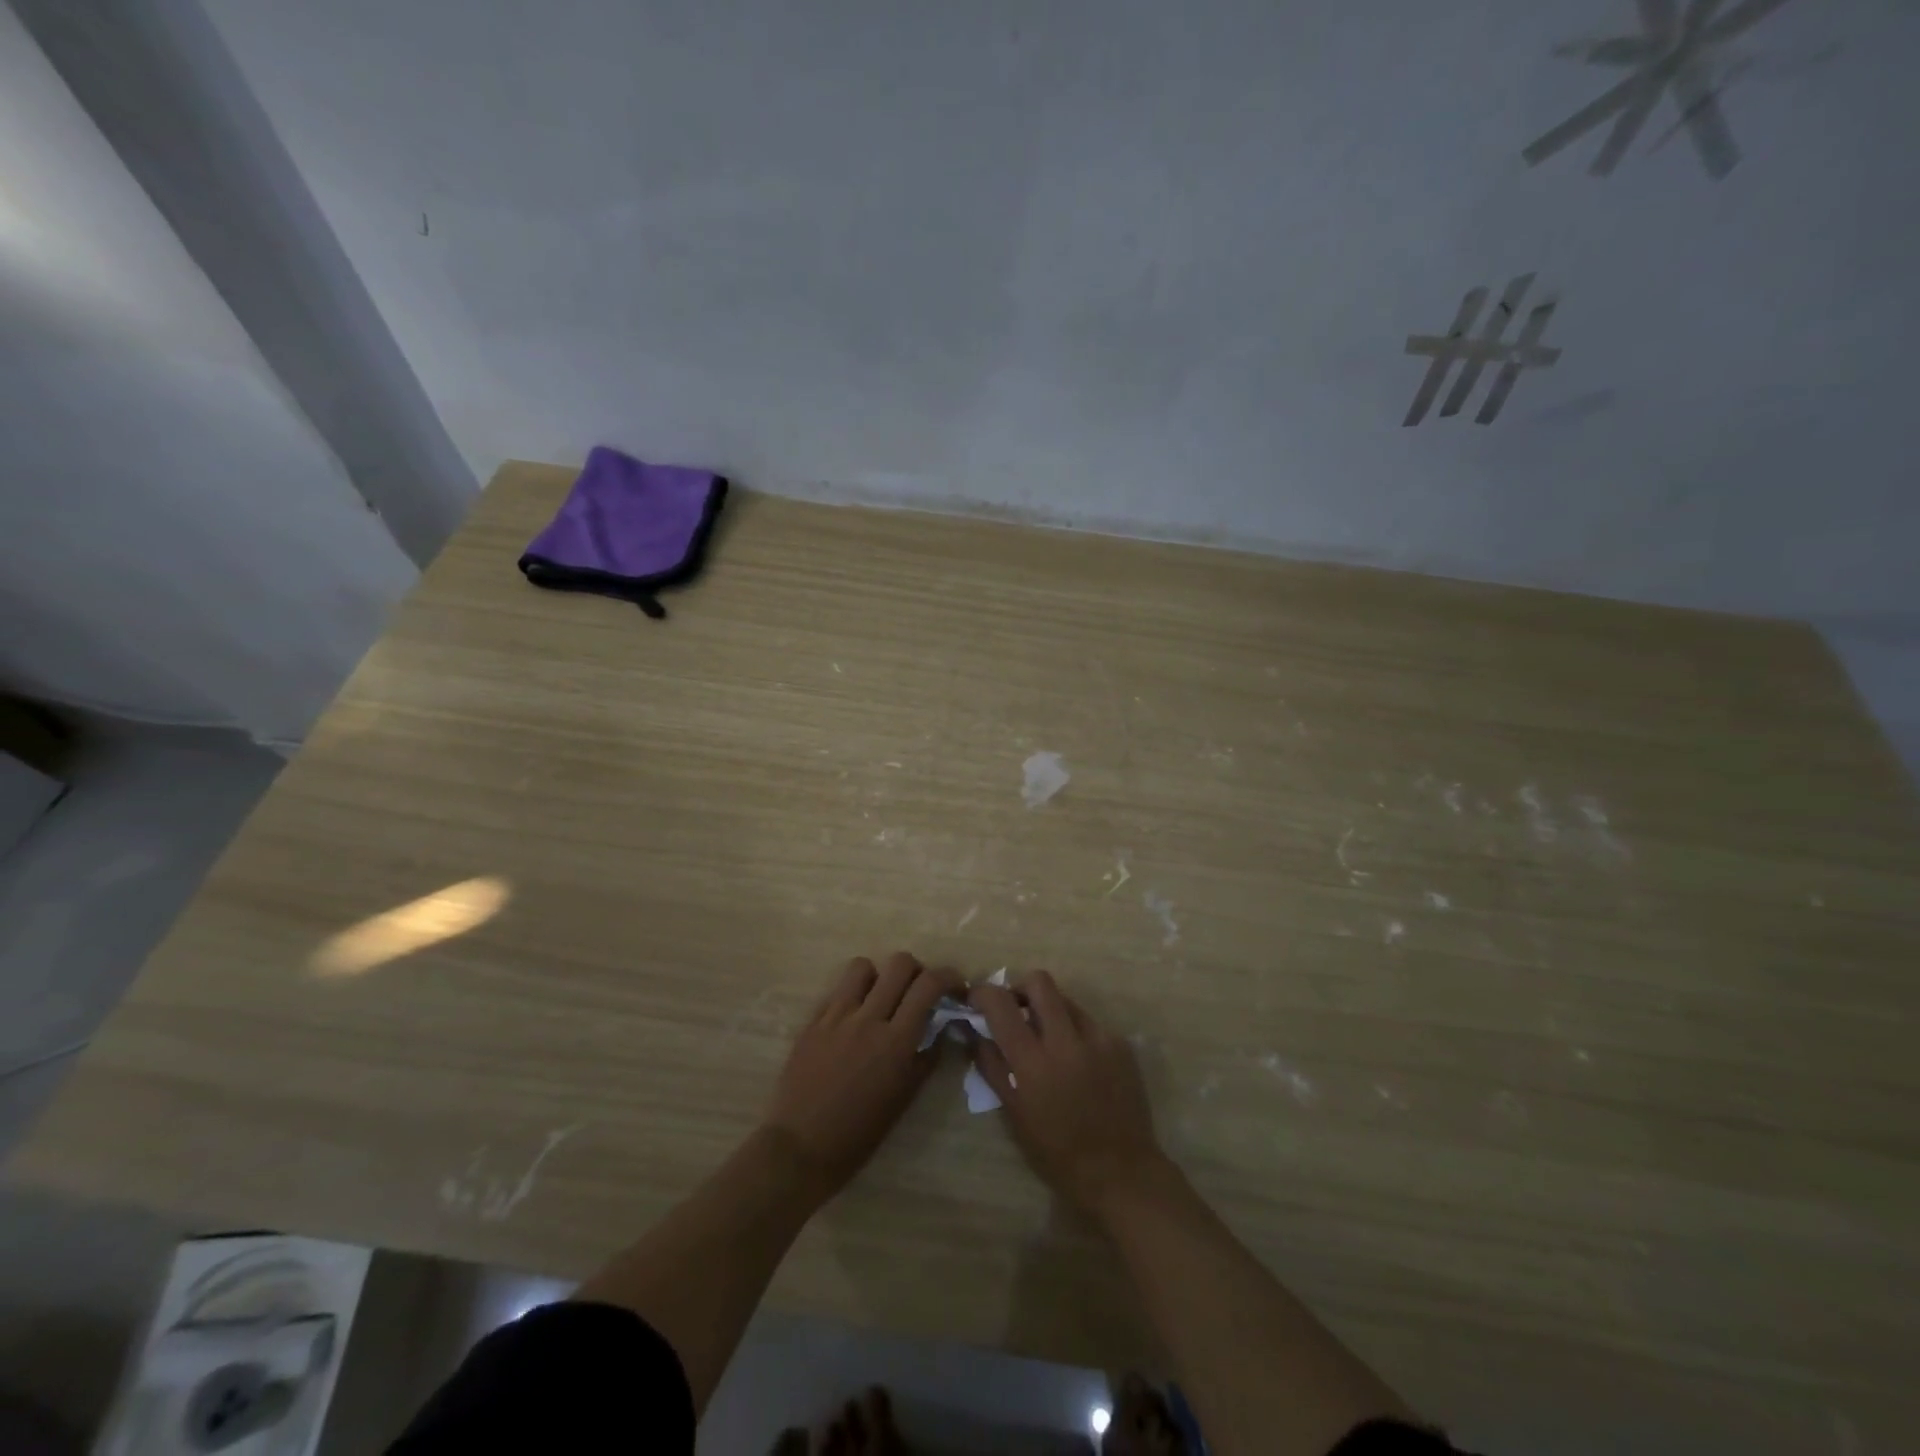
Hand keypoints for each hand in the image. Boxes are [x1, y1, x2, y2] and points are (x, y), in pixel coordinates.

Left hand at [763, 952, 961, 1203]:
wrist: (801, 1148)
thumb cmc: (860, 1133)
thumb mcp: (904, 1098)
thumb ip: (926, 1057)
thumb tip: (941, 1027)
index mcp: (896, 1042)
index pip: (928, 985)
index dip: (948, 976)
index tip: (954, 986)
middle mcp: (868, 1019)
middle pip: (899, 963)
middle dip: (917, 970)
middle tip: (918, 990)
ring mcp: (836, 1017)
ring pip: (863, 966)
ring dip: (879, 976)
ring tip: (881, 998)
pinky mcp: (813, 1021)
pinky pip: (837, 990)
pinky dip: (852, 995)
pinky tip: (853, 1018)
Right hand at [969, 971, 1168, 1214]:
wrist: (1121, 1173)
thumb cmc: (1058, 1153)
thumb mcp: (1014, 1114)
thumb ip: (992, 1066)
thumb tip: (974, 1032)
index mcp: (1034, 1062)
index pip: (1001, 1004)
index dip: (983, 992)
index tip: (977, 998)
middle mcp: (1067, 1040)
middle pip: (1039, 981)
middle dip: (1021, 988)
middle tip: (1016, 1011)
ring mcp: (1099, 1038)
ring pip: (1066, 1000)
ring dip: (1050, 1011)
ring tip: (1049, 1042)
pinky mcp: (1120, 1044)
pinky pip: (1090, 1023)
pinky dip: (1076, 1033)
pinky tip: (1078, 1064)